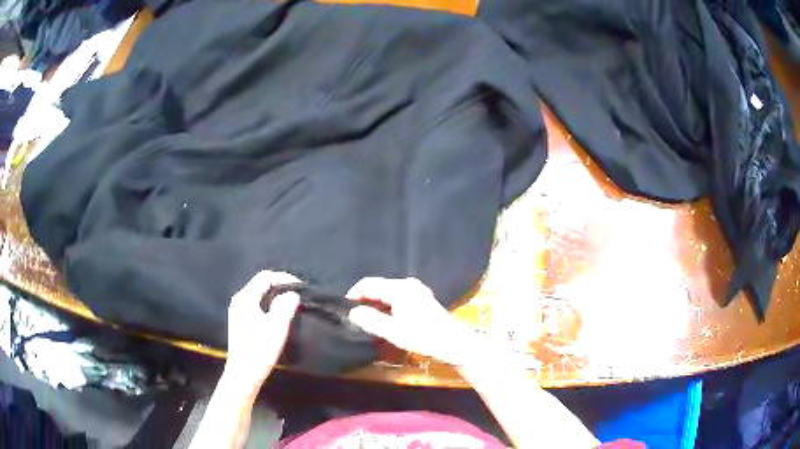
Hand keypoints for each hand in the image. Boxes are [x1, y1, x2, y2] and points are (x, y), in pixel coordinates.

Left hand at [224, 270, 300, 390]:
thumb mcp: (277, 326)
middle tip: (298, 295)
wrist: (244, 374)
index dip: (284, 278)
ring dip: (275, 298)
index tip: (300, 286)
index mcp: (245, 298)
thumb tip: (292, 294)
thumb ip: (286, 306)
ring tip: (291, 306)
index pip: (265, 277)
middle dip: (280, 287)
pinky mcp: (240, 323)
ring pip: (259, 296)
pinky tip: (278, 317)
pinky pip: (256, 306)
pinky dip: (269, 306)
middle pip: (261, 285)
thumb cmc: (260, 349)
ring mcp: (238, 312)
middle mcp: (239, 301)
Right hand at [346, 277, 483, 366]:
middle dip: (364, 298)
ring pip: (387, 292)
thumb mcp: (394, 332)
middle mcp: (408, 284)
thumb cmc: (424, 337)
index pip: (369, 284)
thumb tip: (352, 312)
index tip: (344, 307)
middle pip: (379, 286)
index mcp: (400, 288)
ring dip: (376, 303)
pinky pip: (397, 296)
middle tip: (353, 315)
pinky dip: (387, 305)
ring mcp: (416, 290)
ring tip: (366, 318)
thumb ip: (371, 320)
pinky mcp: (421, 298)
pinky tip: (384, 318)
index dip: (354, 293)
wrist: (453, 343)